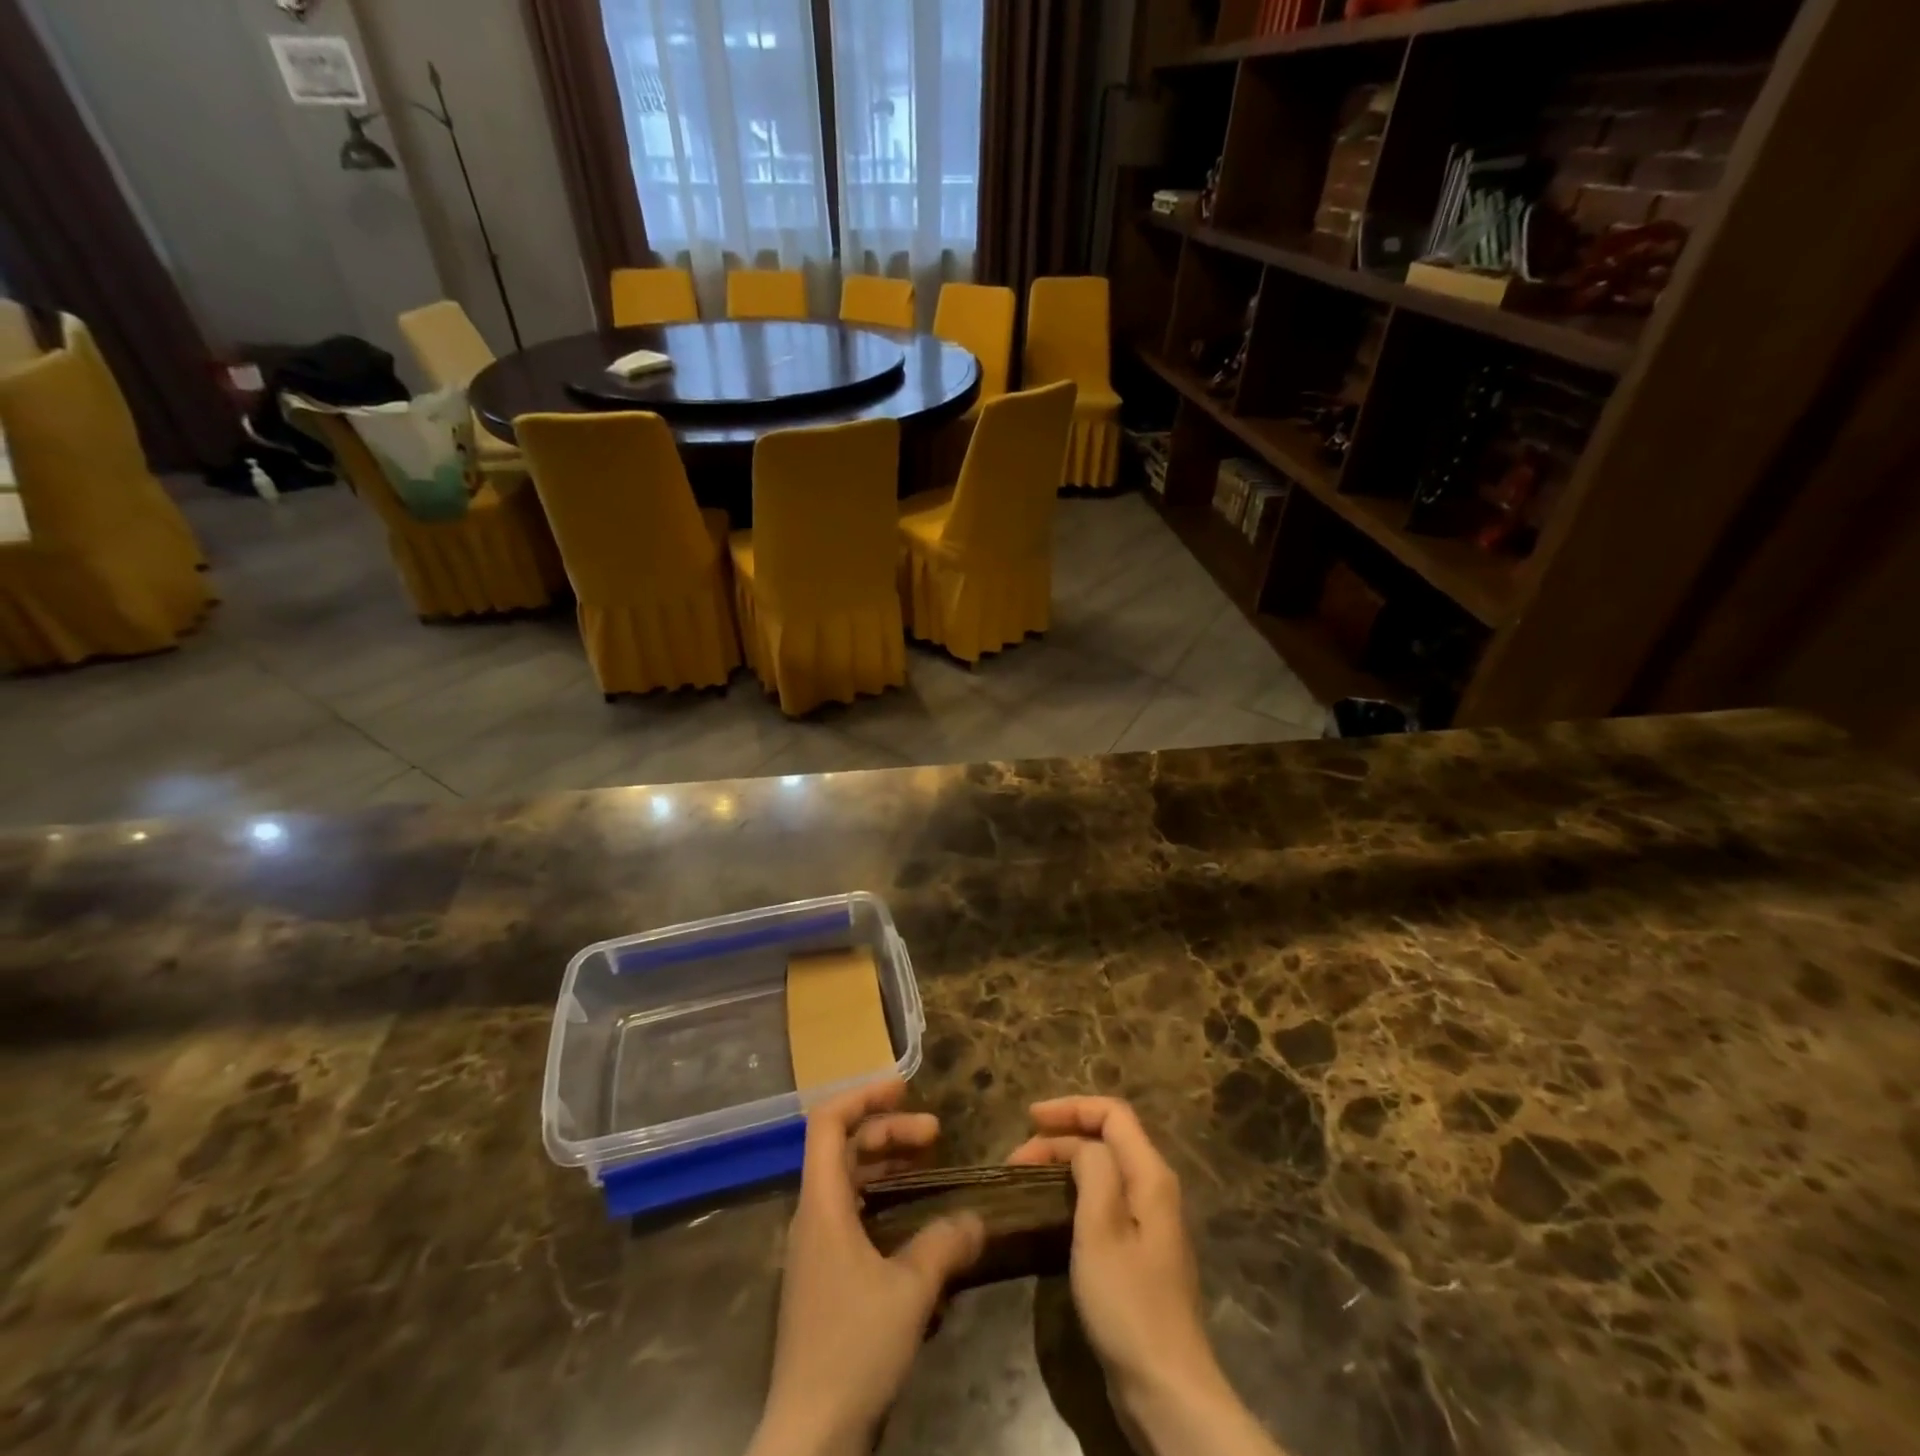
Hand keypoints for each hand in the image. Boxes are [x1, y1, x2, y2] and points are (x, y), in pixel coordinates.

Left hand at [748, 1079, 984, 1455]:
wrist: (809, 1437)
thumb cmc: (852, 1348)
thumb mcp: (909, 1292)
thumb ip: (944, 1245)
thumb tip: (976, 1219)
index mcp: (821, 1205)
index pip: (827, 1123)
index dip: (863, 1096)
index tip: (904, 1089)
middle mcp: (812, 1217)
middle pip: (843, 1148)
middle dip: (888, 1131)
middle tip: (935, 1133)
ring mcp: (816, 1249)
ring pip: (848, 1182)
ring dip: (886, 1164)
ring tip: (929, 1163)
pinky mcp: (824, 1279)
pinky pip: (852, 1215)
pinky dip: (882, 1201)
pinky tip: (916, 1221)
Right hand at [1011, 1098, 1284, 1455]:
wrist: (1167, 1390)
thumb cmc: (1128, 1304)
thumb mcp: (1101, 1229)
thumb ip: (1093, 1170)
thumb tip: (1082, 1147)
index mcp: (1150, 1175)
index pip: (1112, 1114)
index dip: (1070, 1108)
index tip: (1029, 1119)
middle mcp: (1155, 1189)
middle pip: (1108, 1138)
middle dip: (1061, 1138)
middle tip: (1016, 1160)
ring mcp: (1150, 1222)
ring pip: (1105, 1169)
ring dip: (1065, 1163)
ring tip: (1027, 1177)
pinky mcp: (1141, 1252)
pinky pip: (1106, 1199)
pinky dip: (1076, 1190)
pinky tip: (1053, 1209)